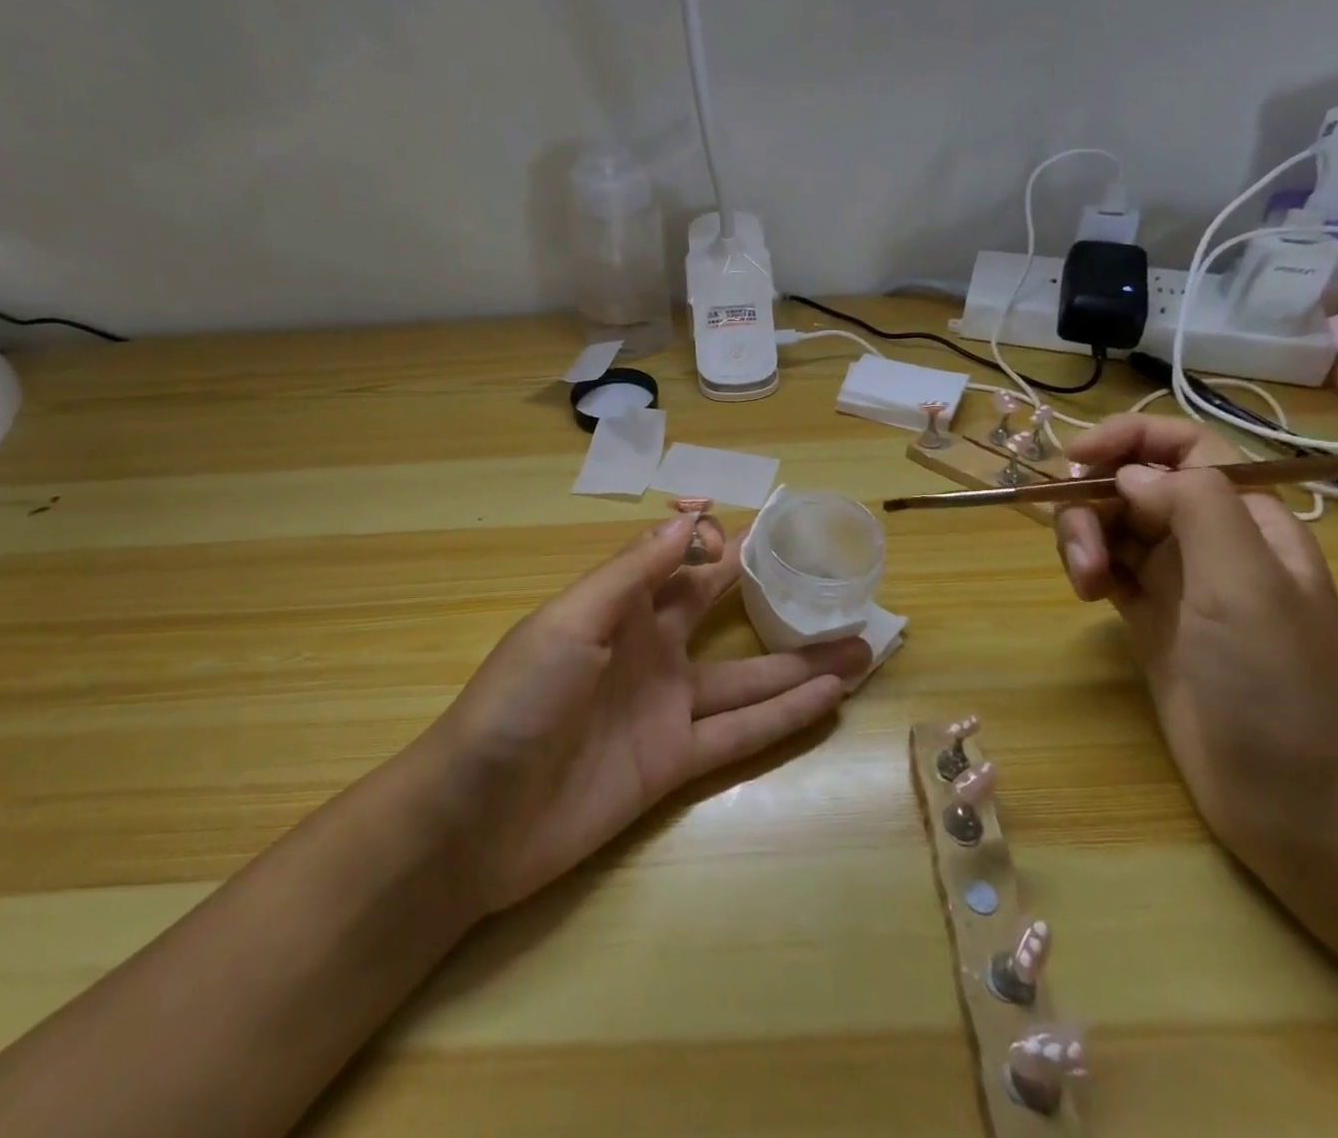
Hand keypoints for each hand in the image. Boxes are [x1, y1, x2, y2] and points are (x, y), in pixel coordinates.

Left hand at [420, 513, 869, 912]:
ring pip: (746, 678)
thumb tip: (690, 520)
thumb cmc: (519, 698)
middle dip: (769, 593)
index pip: (679, 561)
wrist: (476, 816)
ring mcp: (666, 707)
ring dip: (801, 663)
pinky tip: (830, 697)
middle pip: (720, 613)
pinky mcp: (675, 763)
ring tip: (860, 643)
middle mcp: (649, 650)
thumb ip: (631, 573)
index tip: (775, 522)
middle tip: (828, 577)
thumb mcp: (571, 621)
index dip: (720, 540)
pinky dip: (785, 716)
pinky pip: (740, 733)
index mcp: (618, 607)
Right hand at [1052, 415, 1337, 865]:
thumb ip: (1194, 506)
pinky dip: (1085, 568)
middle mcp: (1211, 540)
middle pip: (1132, 485)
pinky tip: (1086, 595)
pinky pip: (1104, 566)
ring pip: (1110, 525)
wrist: (1295, 799)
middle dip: (1093, 504)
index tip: (1073, 458)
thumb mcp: (1244, 583)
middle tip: (1082, 556)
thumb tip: (1129, 475)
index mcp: (1248, 519)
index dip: (1127, 438)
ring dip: (1082, 540)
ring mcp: (1178, 580)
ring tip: (1083, 586)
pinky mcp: (1148, 616)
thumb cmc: (1279, 684)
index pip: (1183, 447)